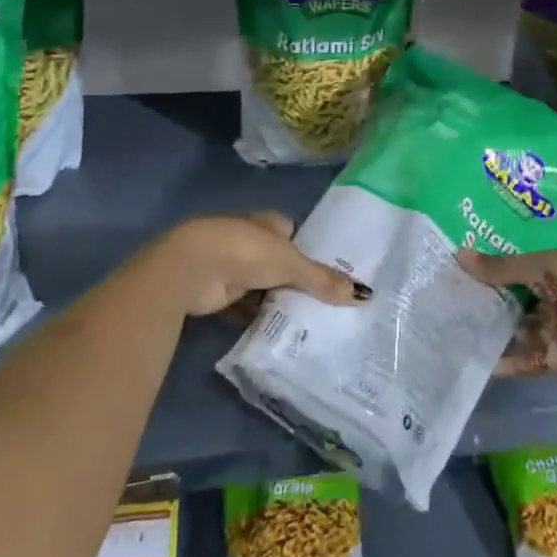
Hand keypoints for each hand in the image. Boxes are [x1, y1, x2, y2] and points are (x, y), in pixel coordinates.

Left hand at [138, 212, 369, 317]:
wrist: (191, 268)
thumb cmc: (244, 252)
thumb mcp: (290, 265)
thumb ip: (323, 280)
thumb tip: (364, 294)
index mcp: (266, 222)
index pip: (290, 231)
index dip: (305, 248)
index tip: (325, 272)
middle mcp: (248, 240)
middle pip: (277, 261)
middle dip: (292, 279)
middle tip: (321, 302)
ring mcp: (231, 266)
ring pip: (261, 284)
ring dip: (274, 299)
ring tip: (304, 322)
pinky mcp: (218, 292)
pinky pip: (245, 306)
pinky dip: (257, 317)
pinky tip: (276, 333)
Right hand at [457, 244, 556, 375]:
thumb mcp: (537, 266)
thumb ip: (499, 267)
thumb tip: (459, 255)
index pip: (523, 263)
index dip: (497, 264)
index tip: (466, 266)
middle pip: (520, 297)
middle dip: (493, 299)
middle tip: (454, 297)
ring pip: (521, 328)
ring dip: (497, 330)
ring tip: (459, 329)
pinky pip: (528, 358)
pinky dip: (508, 362)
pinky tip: (481, 362)